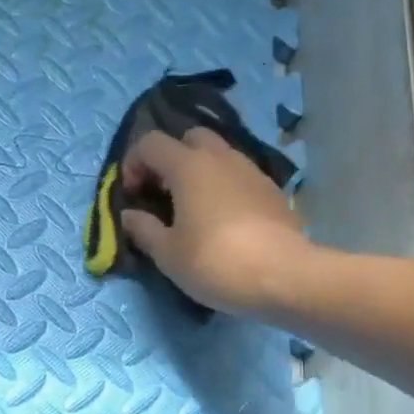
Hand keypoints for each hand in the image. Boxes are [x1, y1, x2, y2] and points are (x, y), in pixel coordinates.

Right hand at [120, 128, 311, 315]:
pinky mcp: (271, 189)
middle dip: (171, 159)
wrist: (284, 276)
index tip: (133, 196)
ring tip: (193, 209)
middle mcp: (220, 157)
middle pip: (189, 138)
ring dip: (199, 172)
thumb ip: (144, 229)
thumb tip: (129, 215)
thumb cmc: (215, 262)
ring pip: (218, 155)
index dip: (134, 164)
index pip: (150, 143)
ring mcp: (251, 170)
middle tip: (164, 194)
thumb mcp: (168, 254)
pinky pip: (239, 176)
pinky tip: (223, 220)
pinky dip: (224, 187)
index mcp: (188, 166)